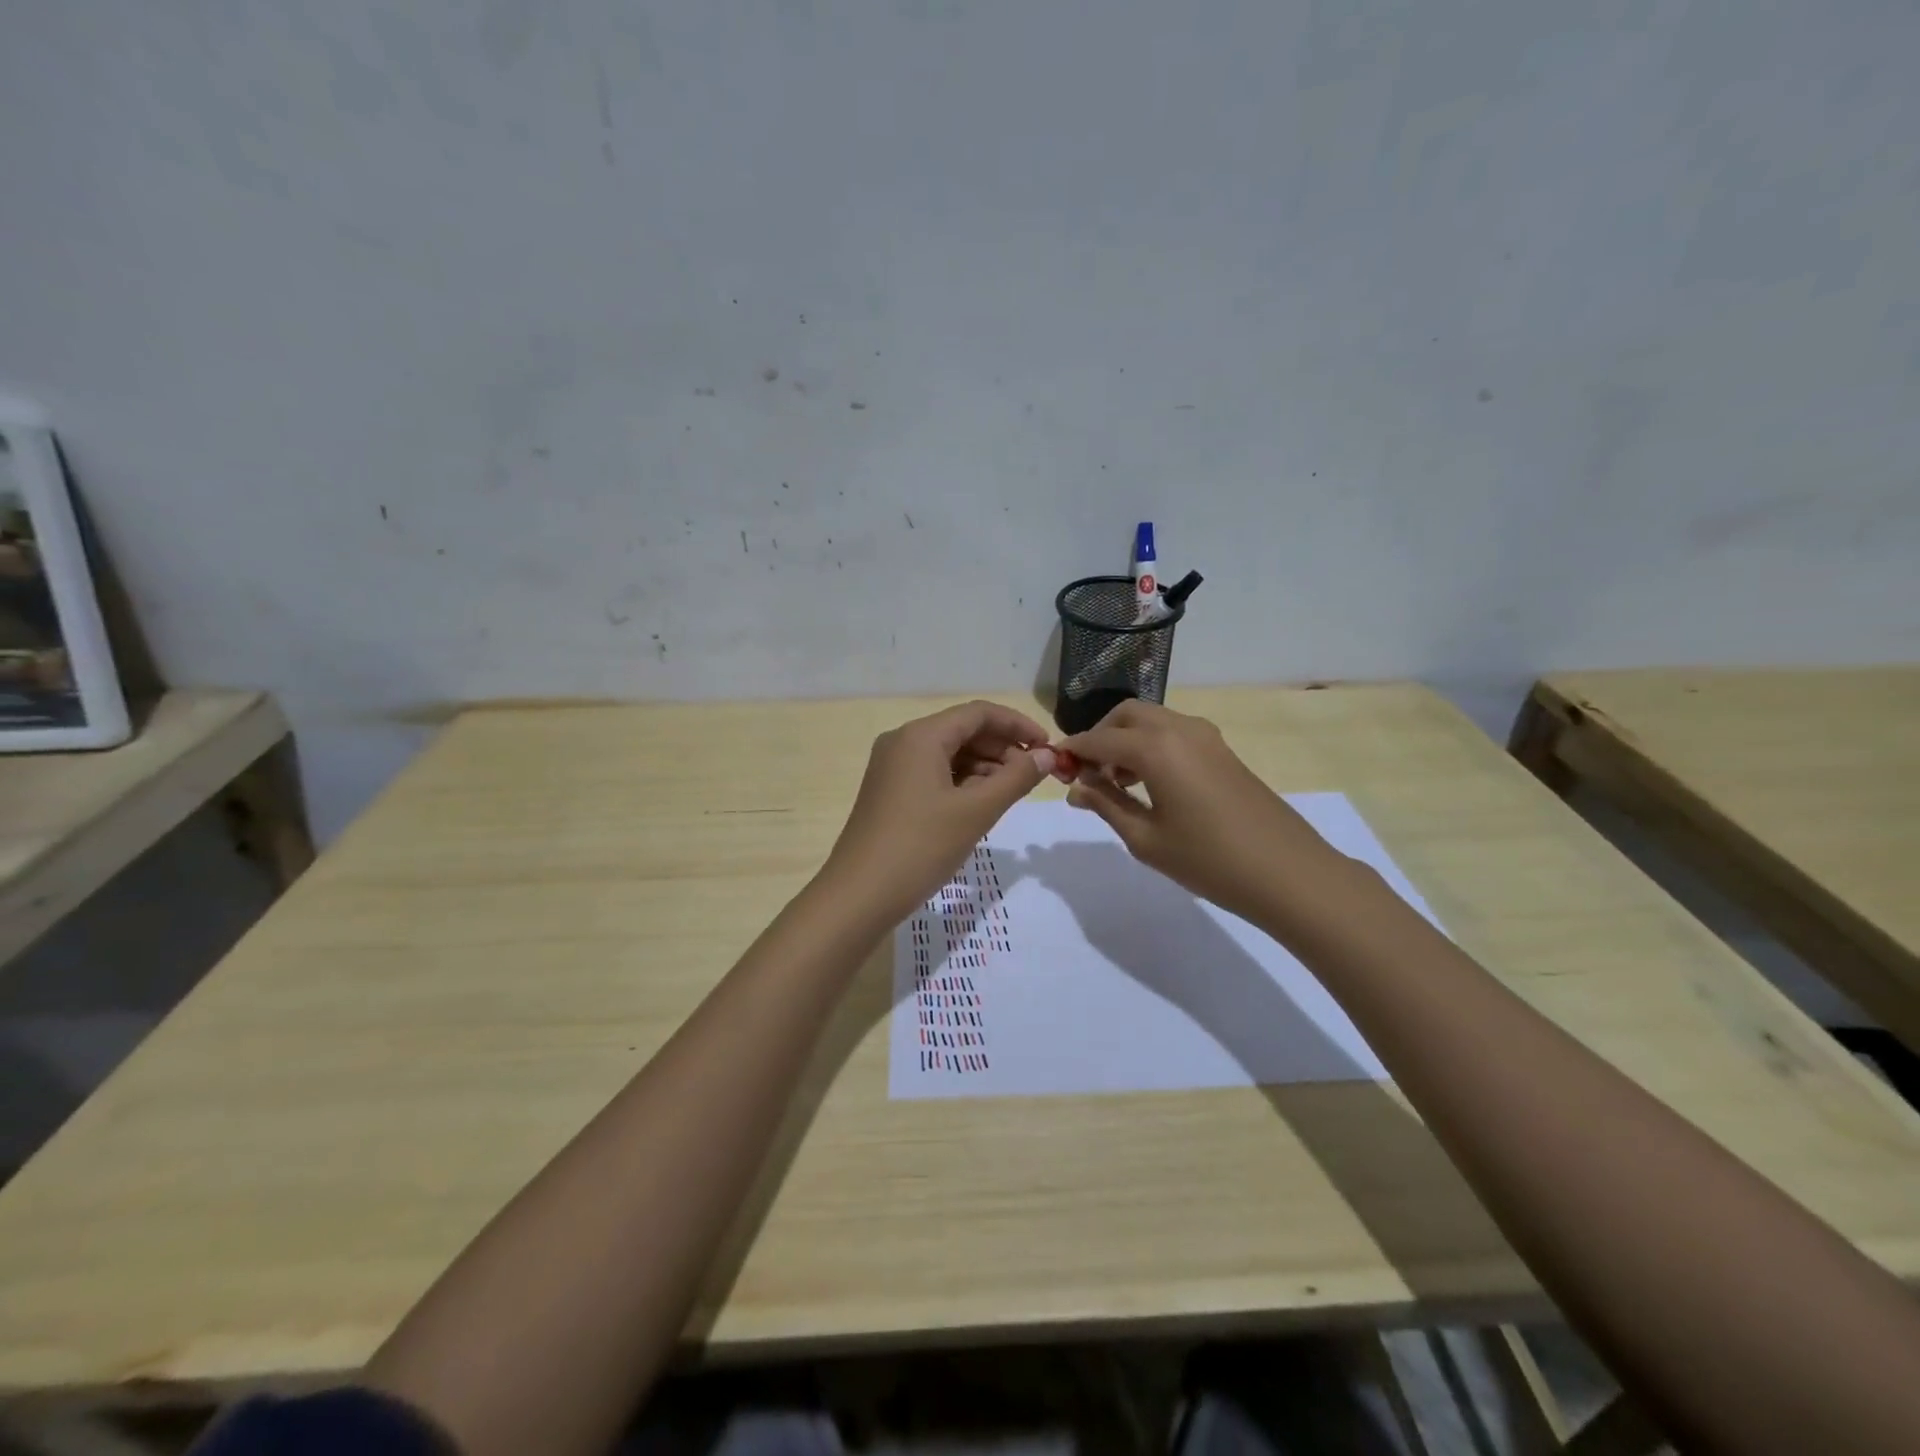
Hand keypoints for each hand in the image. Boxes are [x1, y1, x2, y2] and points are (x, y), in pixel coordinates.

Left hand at [824, 701, 1055, 924]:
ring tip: (1011, 794)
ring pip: (949, 754)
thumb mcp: (976, 811)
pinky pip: (934, 774)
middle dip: (1002, 748)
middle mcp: (903, 742)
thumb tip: (1047, 755)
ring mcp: (892, 767)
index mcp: (921, 736)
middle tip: (1033, 776)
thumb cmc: (920, 847)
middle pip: (963, 731)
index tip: (1049, 747)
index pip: (979, 713)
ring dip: (984, 767)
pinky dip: (962, 783)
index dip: (1018, 725)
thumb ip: (1016, 778)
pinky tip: (981, 805)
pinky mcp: (890, 791)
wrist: (859, 895)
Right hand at [1057, 700, 1350, 926]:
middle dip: (1099, 738)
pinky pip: (1174, 732)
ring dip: (1126, 740)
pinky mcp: (1221, 749)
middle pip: (1125, 716)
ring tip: (1116, 785)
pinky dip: (1151, 745)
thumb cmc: (1209, 860)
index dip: (1072, 753)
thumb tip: (1075, 788)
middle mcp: (1178, 729)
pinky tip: (1149, 784)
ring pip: (1151, 720)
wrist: (1288, 872)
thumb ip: (1106, 806)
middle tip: (1088, 776)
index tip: (1054, 771)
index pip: (1098, 740)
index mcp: (1155, 748)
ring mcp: (1205, 736)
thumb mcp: (1146, 839)